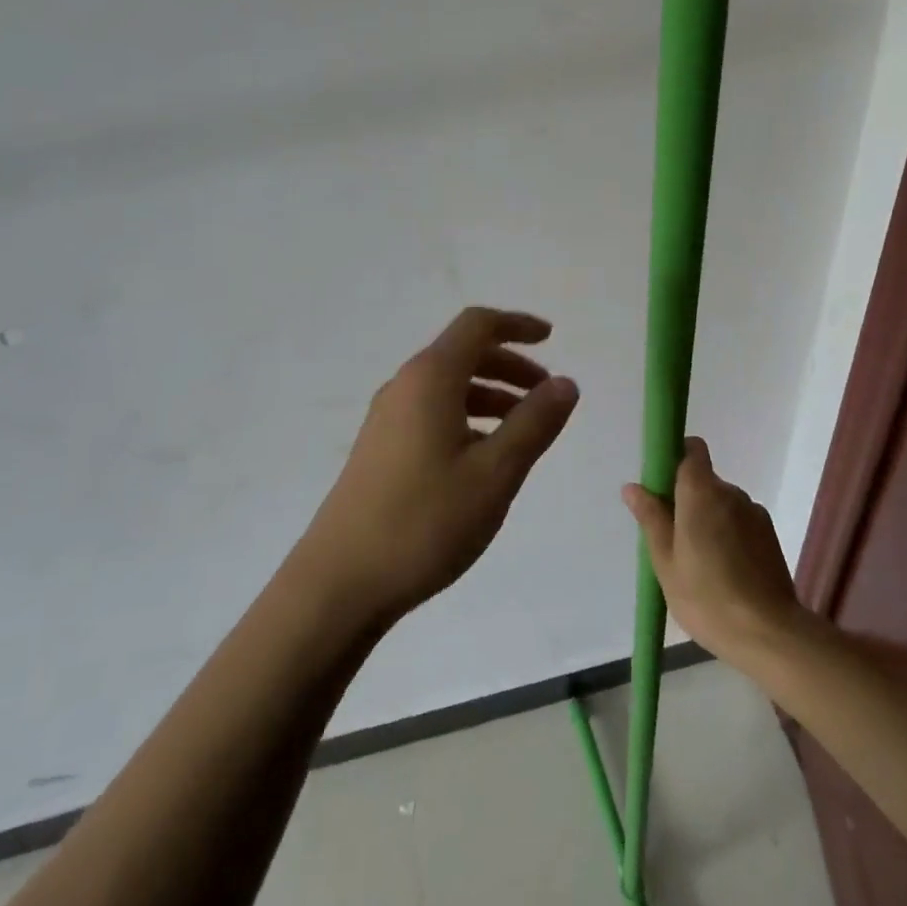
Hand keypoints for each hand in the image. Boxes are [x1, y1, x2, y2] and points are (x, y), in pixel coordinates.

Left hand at [295, 308, 579, 627]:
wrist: (341, 581)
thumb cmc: (425, 521)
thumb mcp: (495, 472)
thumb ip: (534, 422)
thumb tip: (565, 383)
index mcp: (431, 378)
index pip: (477, 325)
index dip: (517, 324)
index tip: (552, 339)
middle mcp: (404, 386)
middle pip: (463, 354)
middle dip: (510, 365)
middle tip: (546, 395)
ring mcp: (386, 418)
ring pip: (448, 387)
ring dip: (490, 395)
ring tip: (524, 431)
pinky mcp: (380, 448)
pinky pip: (432, 413)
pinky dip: (467, 418)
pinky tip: (484, 457)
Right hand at [621, 437, 803, 664]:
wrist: (768, 634)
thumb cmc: (706, 596)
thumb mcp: (665, 561)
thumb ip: (651, 518)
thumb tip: (633, 487)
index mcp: (701, 492)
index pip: (692, 450)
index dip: (676, 457)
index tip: (662, 485)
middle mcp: (731, 493)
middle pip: (704, 481)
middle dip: (687, 500)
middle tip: (673, 540)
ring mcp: (754, 514)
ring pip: (722, 504)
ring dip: (709, 520)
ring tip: (700, 563)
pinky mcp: (770, 536)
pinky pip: (740, 523)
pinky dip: (729, 536)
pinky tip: (724, 572)